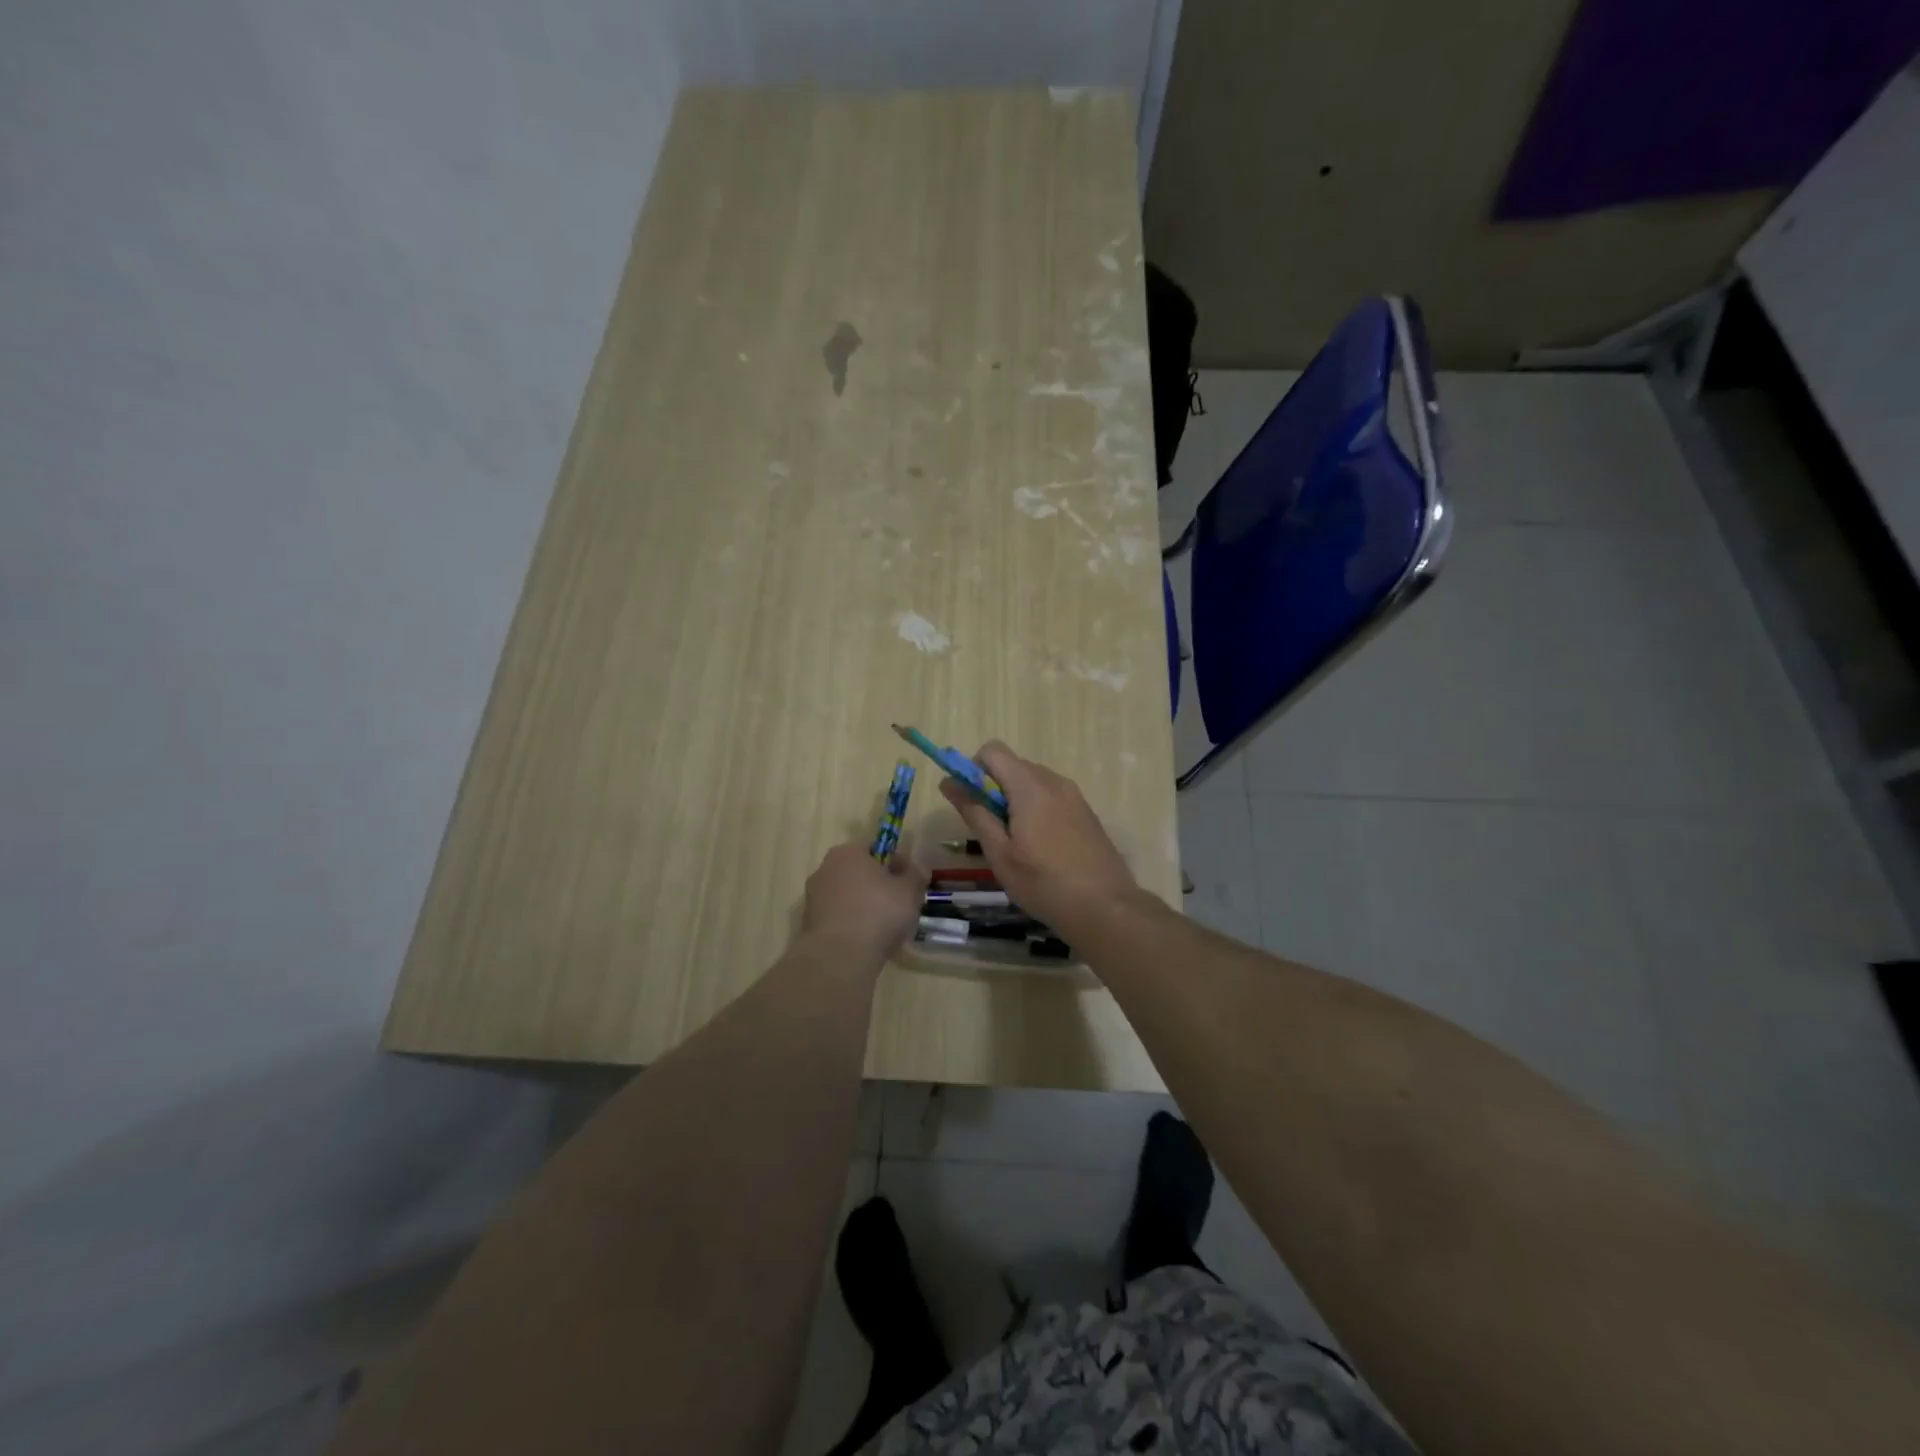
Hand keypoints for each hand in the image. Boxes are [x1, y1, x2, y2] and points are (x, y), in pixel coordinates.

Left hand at [800, 841, 930, 967]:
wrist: (840, 957)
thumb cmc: (878, 913)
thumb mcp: (909, 891)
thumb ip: (915, 875)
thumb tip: (916, 870)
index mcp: (848, 852)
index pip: (877, 848)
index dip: (897, 863)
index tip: (910, 882)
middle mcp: (825, 868)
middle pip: (860, 873)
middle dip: (880, 886)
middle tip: (901, 904)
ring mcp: (813, 897)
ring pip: (849, 896)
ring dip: (865, 906)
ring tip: (885, 928)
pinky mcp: (809, 923)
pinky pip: (839, 917)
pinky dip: (852, 924)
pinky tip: (867, 941)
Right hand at [937, 741, 1139, 937]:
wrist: (1105, 906)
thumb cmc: (1044, 883)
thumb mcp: (1000, 853)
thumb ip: (975, 813)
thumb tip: (949, 782)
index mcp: (1030, 786)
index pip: (993, 750)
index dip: (974, 769)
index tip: (971, 802)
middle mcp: (1054, 781)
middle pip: (1013, 765)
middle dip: (994, 787)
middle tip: (991, 829)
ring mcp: (1074, 795)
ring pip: (1033, 781)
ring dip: (1015, 799)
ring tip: (1016, 842)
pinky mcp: (1086, 812)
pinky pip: (1052, 796)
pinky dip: (1037, 808)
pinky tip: (1040, 846)